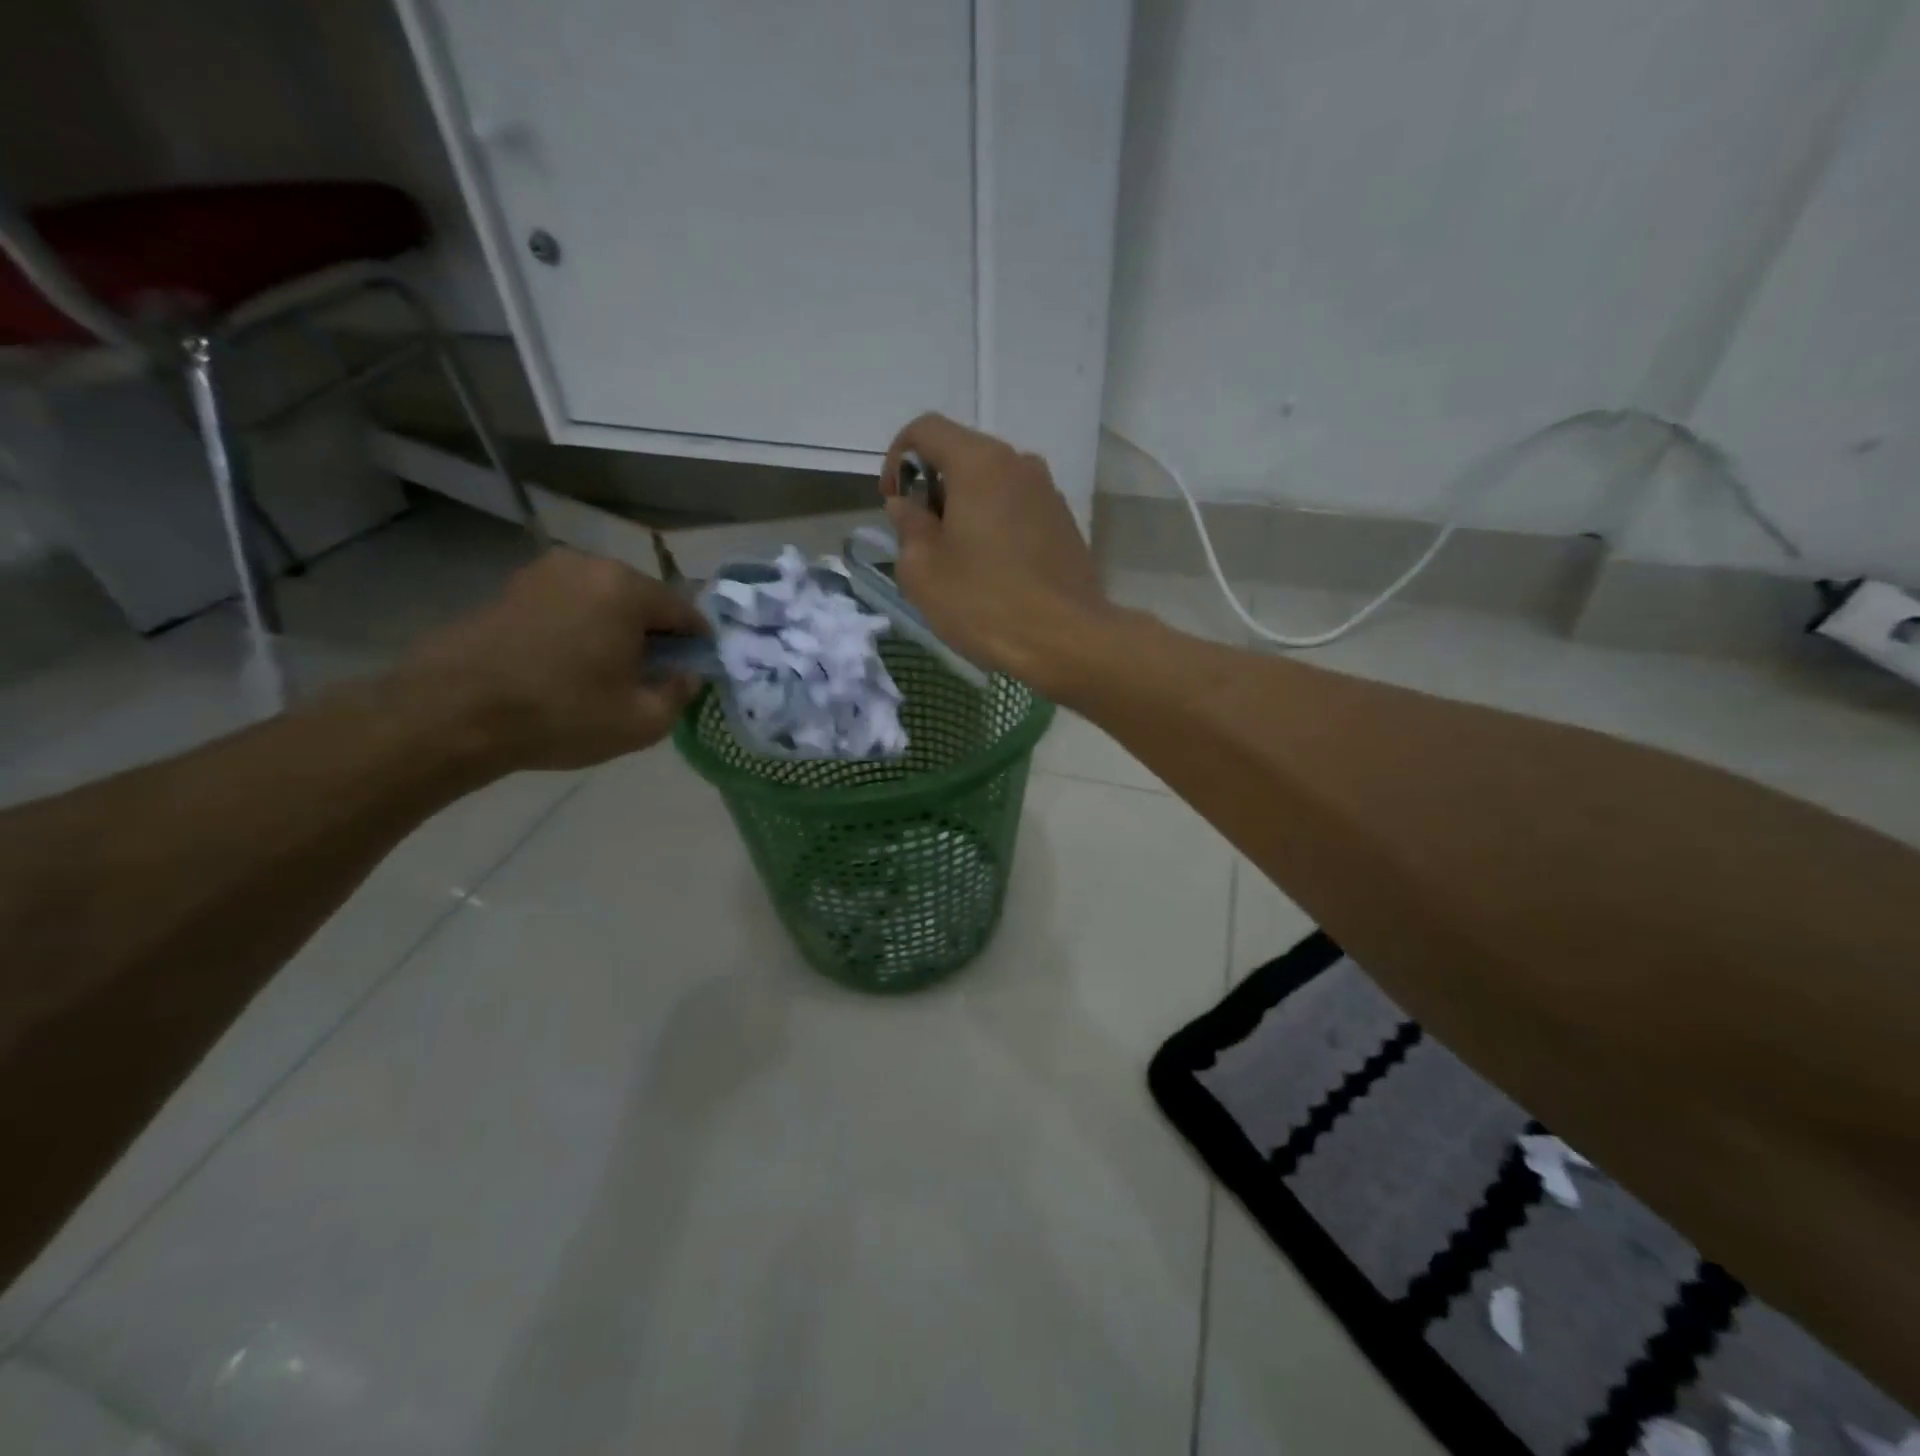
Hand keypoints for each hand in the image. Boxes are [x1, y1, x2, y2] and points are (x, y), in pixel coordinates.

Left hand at [401, 550, 706, 770]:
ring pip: (604, 601)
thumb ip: (680, 694)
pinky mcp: (511, 588)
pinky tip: (568, 666)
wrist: (451, 714)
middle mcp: (589, 566)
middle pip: (643, 601)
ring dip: (615, 631)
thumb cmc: (561, 714)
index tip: (695, 672)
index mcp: (627, 589)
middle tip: (650, 677)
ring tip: (607, 674)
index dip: (698, 645)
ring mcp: (544, 572)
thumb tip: (687, 675)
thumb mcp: (642, 721)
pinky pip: (568, 605)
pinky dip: (580, 629)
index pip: (685, 612)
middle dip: (655, 635)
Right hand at [880, 413, 1110, 687]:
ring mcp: (1048, 493)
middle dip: (933, 489)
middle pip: (962, 455)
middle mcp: (1019, 463)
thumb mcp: (923, 570)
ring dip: (965, 510)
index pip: (926, 430)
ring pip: (992, 484)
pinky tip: (992, 572)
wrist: (1066, 640)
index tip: (893, 503)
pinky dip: (994, 525)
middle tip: (921, 540)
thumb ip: (908, 526)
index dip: (897, 458)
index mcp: (979, 463)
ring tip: (957, 560)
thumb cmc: (984, 603)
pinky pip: (1017, 509)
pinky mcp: (1065, 523)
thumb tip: (908, 506)